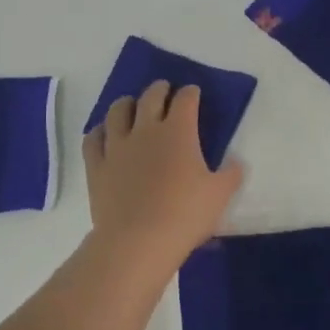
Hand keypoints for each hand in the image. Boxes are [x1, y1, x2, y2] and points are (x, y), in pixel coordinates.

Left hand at [82, 81, 243, 269]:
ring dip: (126, 103)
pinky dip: (99, 131)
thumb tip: (236, 163)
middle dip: (159, 89)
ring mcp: (117, 146)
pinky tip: (103, 133)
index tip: (193, 93)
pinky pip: (93, 139)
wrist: (138, 241)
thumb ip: (231, 175)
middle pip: (150, 97)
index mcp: (178, 132)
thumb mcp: (220, 195)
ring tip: (131, 105)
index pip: (185, 100)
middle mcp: (145, 130)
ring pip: (117, 111)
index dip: (191, 92)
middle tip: (164, 89)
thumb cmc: (185, 215)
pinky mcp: (97, 166)